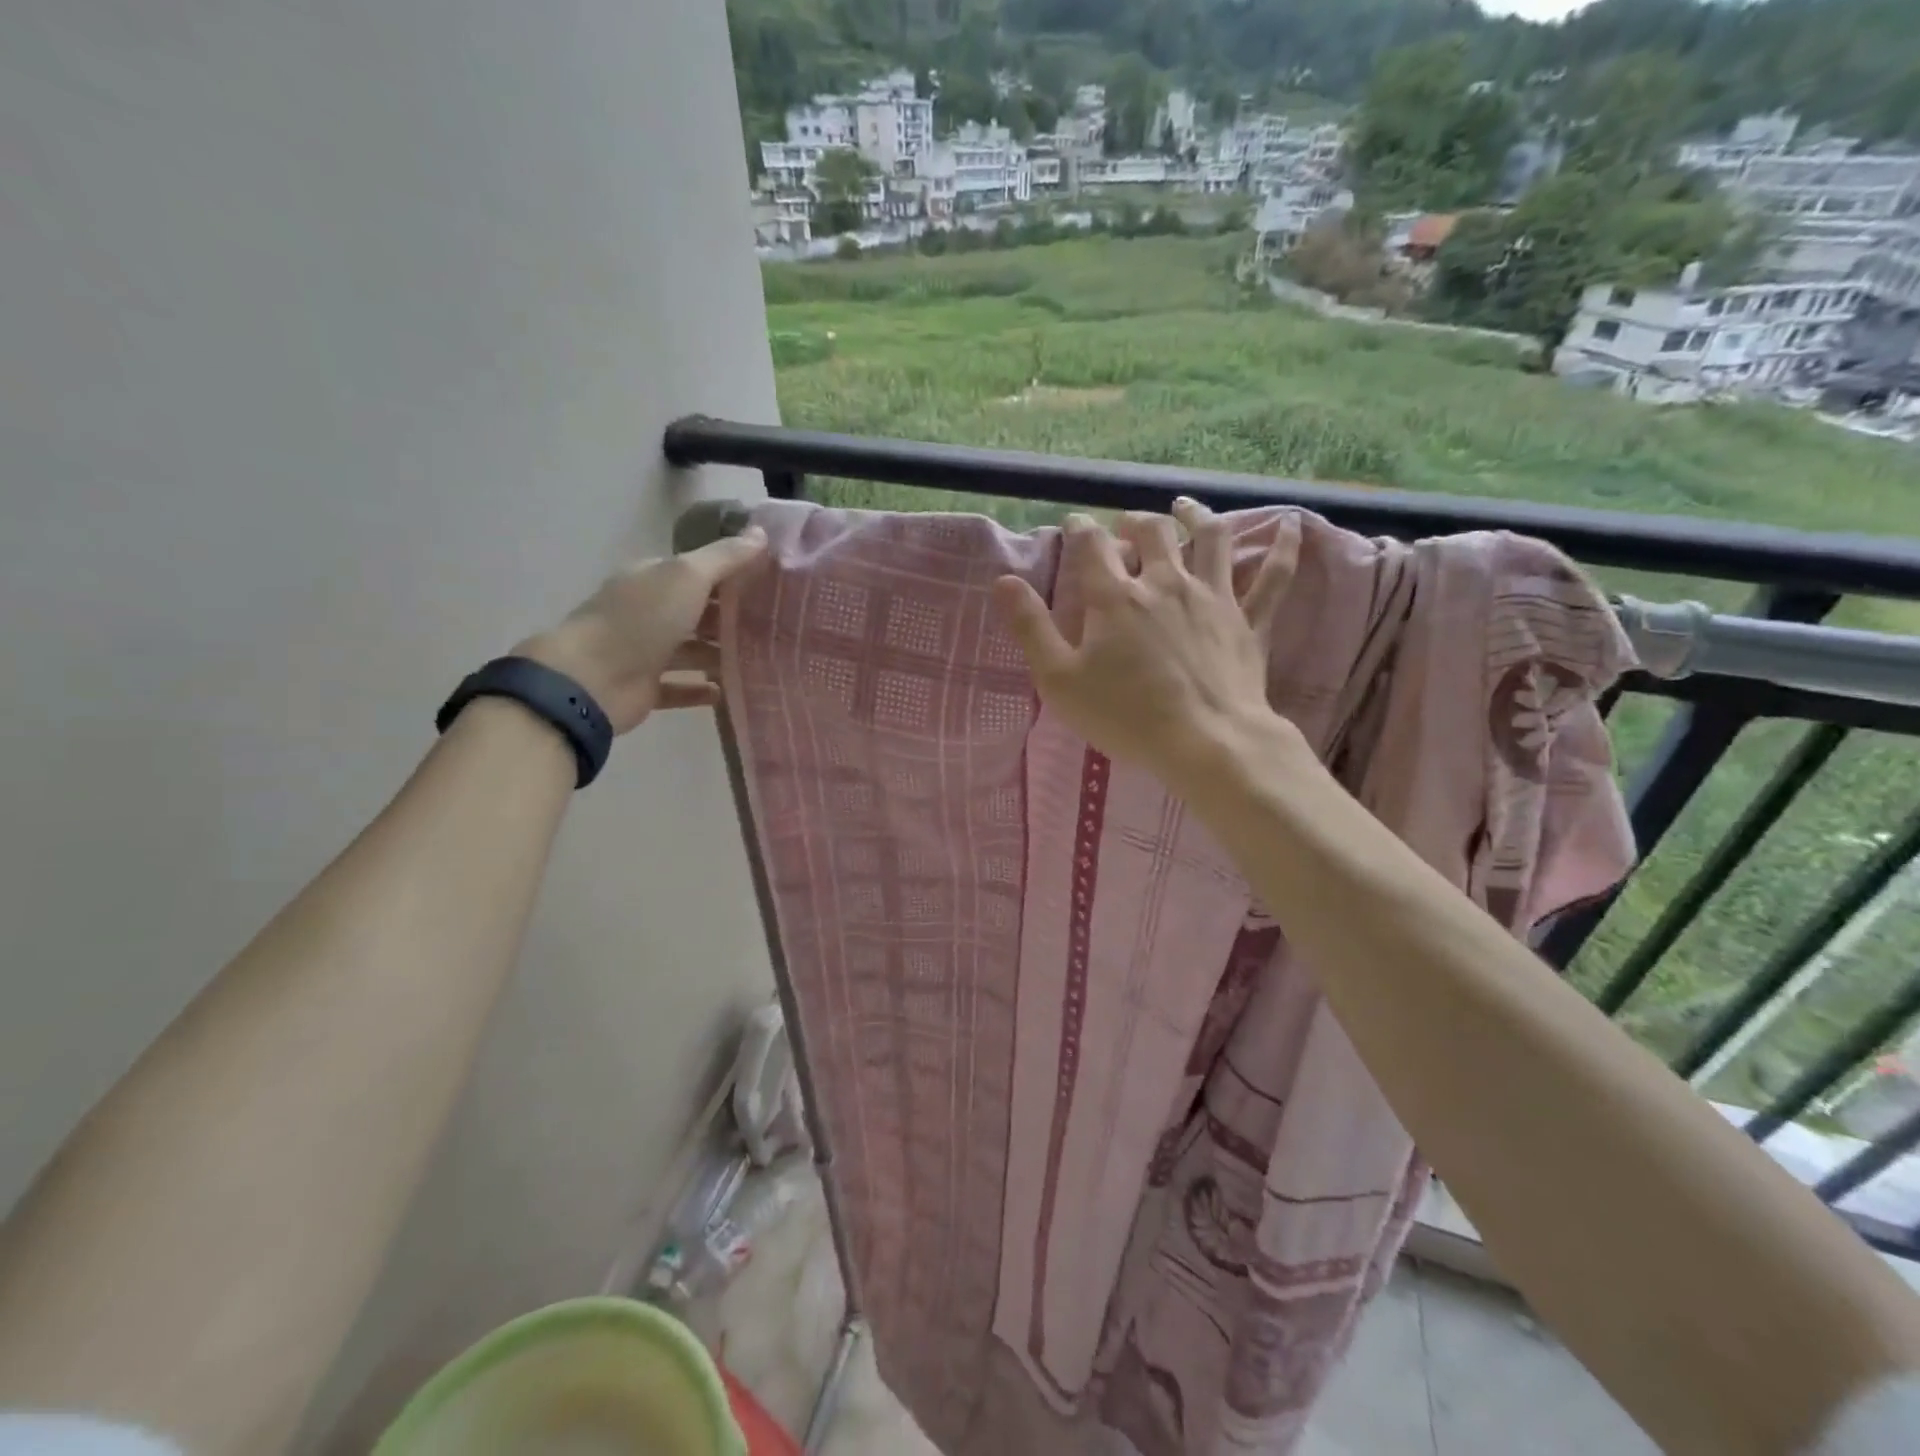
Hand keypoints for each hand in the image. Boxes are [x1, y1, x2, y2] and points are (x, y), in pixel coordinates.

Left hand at [517, 528, 767, 733]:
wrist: (592, 679)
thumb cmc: (641, 620)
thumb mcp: (688, 576)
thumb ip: (725, 557)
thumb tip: (762, 532)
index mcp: (651, 579)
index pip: (696, 572)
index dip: (730, 575)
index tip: (768, 585)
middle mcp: (646, 611)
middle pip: (694, 611)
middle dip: (729, 618)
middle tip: (772, 627)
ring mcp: (643, 651)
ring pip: (689, 650)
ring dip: (718, 655)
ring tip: (757, 661)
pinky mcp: (644, 687)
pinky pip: (678, 687)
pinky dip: (699, 690)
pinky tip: (724, 693)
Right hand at [991, 501, 1300, 797]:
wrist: (1206, 743)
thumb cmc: (1125, 716)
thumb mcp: (1060, 680)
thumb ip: (1031, 627)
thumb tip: (1003, 580)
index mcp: (1115, 597)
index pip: (1092, 546)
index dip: (1080, 529)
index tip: (1075, 525)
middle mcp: (1165, 582)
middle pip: (1152, 532)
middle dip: (1134, 521)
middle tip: (1125, 525)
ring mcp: (1213, 597)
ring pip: (1210, 538)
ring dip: (1196, 516)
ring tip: (1186, 508)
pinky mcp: (1249, 620)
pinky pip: (1273, 577)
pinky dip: (1284, 548)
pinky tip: (1292, 525)